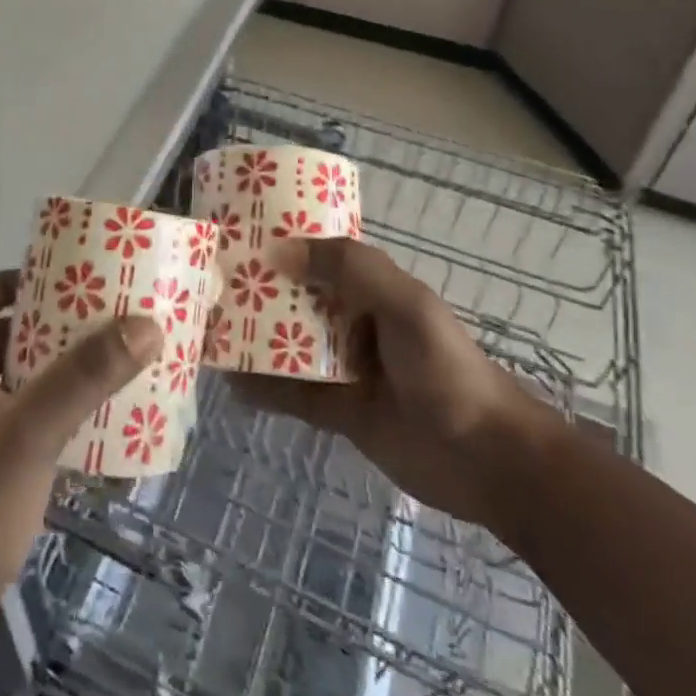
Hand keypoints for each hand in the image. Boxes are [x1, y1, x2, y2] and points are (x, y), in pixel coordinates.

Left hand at [0, 272, 163, 611]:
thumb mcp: (31, 432)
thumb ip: (83, 377)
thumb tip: (144, 324)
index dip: (0, 282)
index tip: (50, 281)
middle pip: (0, 336)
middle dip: (47, 322)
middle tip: (98, 314)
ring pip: (19, 379)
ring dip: (59, 366)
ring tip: (109, 357)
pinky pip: (31, 419)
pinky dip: (61, 409)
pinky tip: (100, 420)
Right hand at [227, 238, 560, 535]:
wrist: (488, 458)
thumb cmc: (447, 367)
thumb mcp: (405, 304)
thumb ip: (350, 268)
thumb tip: (278, 251)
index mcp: (369, 287)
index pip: (315, 254)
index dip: (278, 243)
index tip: (233, 236)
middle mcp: (350, 320)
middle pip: (294, 298)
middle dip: (256, 291)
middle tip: (208, 284)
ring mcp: (342, 366)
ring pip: (286, 344)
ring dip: (252, 338)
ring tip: (208, 328)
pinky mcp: (337, 411)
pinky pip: (290, 393)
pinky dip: (261, 388)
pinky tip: (229, 382)